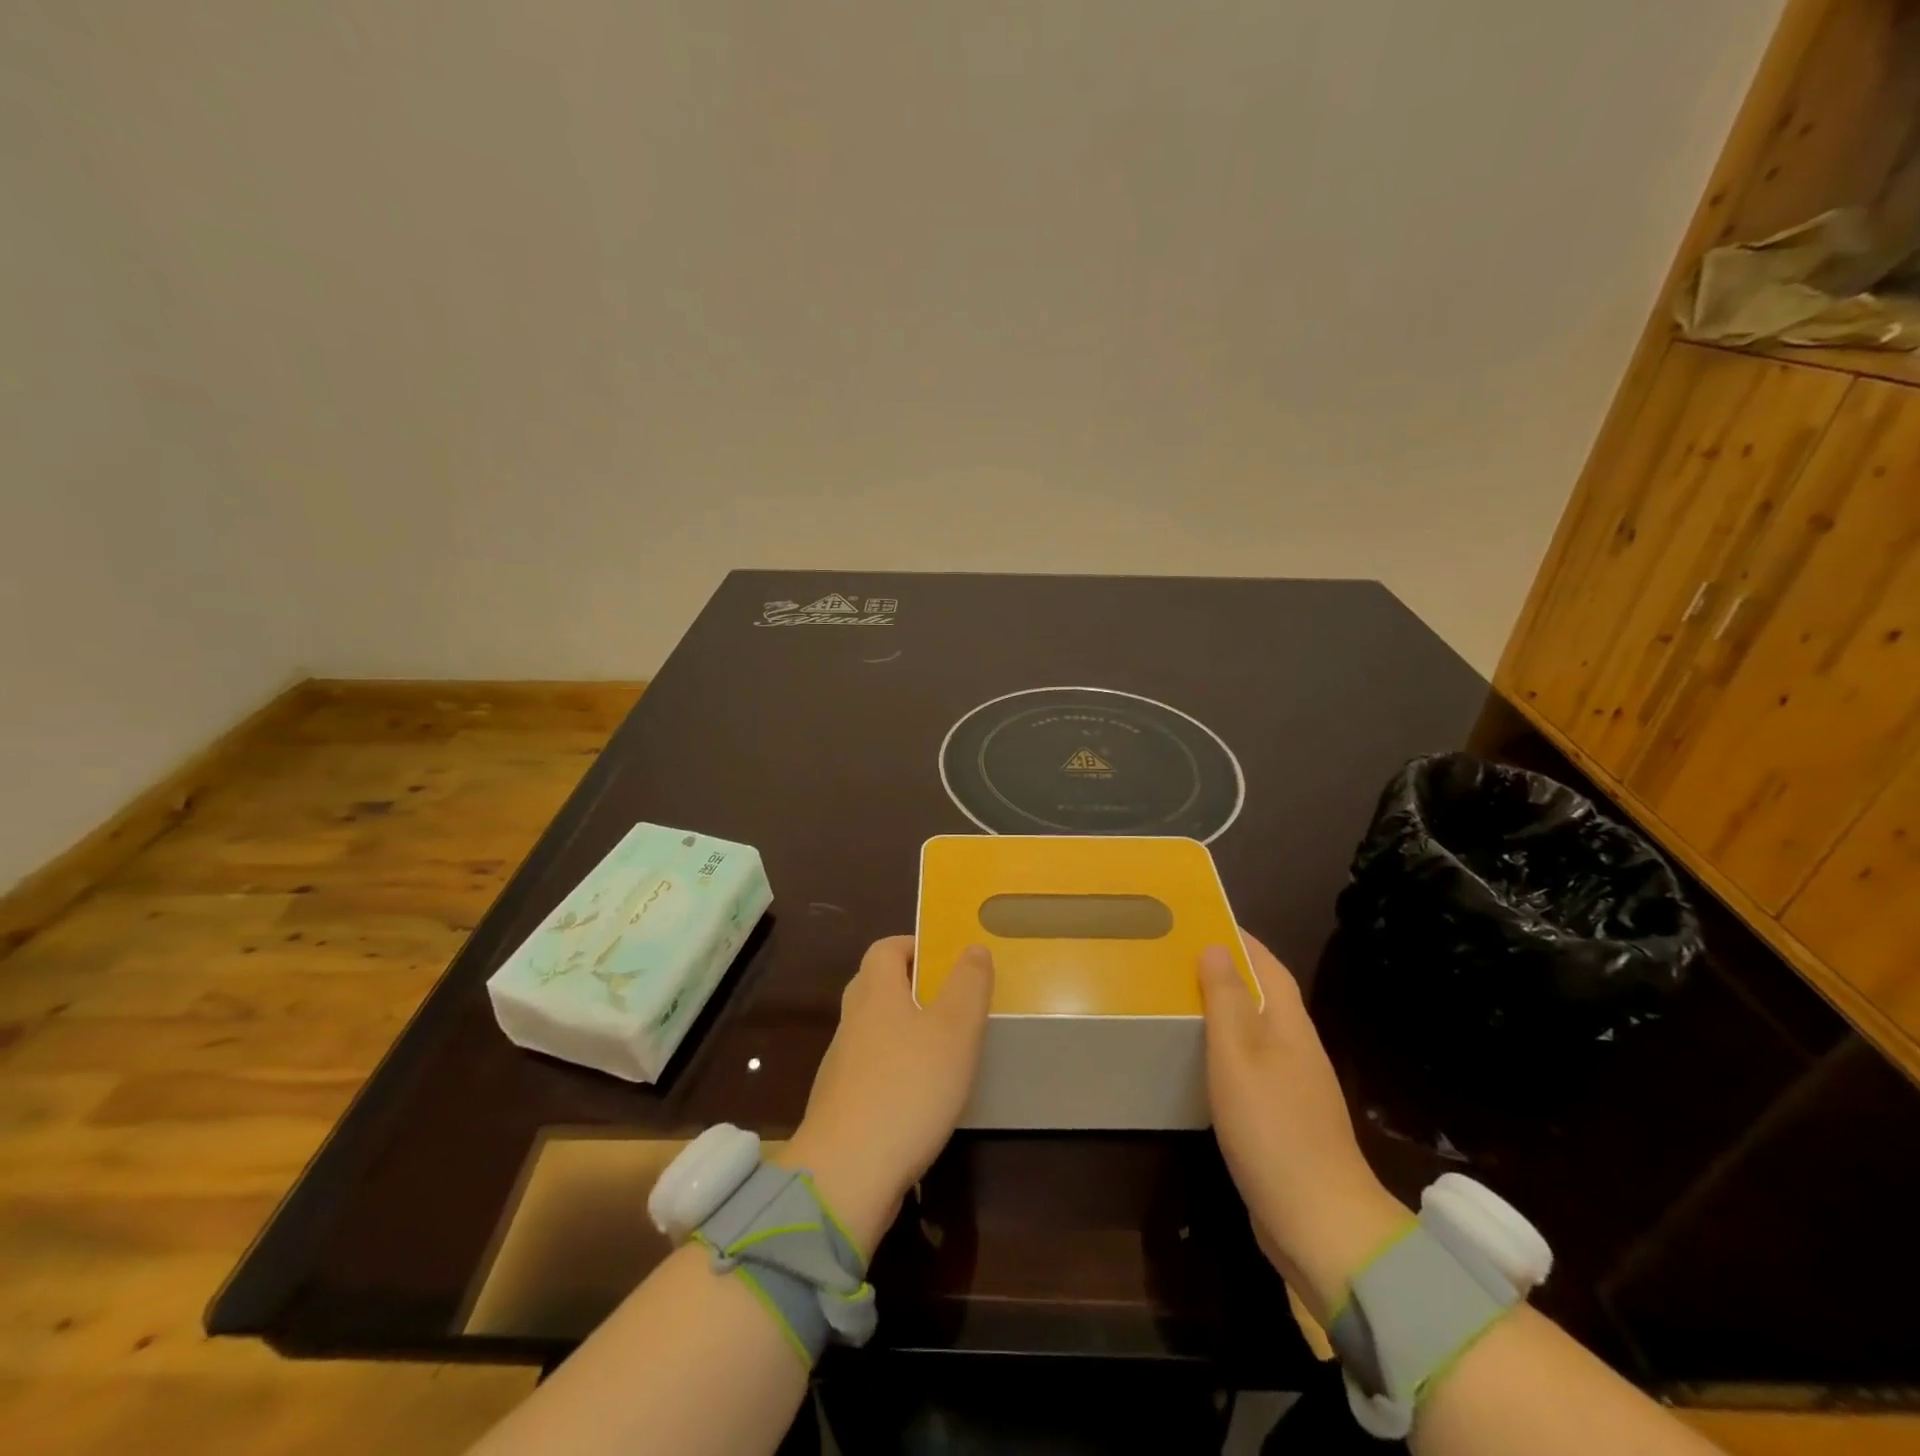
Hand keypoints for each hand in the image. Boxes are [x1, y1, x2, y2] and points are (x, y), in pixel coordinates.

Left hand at [780, 936, 993, 1254]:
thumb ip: (968, 984)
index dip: (914, 946)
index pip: (885, 948)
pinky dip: (895, 1070)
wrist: (847, 1174)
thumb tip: (972, 947)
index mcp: (875, 992)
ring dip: (904, 1030)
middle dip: (911, 986)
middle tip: (950, 1000)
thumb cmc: (908, 1087)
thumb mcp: (955, 1030)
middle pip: (876, 986)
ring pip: (873, 1030)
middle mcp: (852, 1021)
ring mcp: (841, 1065)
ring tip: (943, 1048)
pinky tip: (921, 1095)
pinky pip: (871, 1070)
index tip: (946, 960)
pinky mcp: (842, 1105)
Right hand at [1200, 931, 1411, 1318]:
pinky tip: (1203, 1063)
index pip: (1268, 965)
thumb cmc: (1271, 1127)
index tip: (1203, 919)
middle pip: (1264, 995)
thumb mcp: (1237, 1056)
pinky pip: (1253, 1066)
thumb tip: (1218, 946)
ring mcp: (1295, 1086)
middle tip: (1179, 958)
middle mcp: (1298, 1048)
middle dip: (1228, 971)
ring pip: (1257, 1032)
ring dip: (1226, 1011)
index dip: (1240, 940)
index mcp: (1290, 1025)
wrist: (1320, 1221)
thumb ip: (1226, 1000)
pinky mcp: (1285, 1119)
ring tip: (1182, 1001)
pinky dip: (1227, 1050)